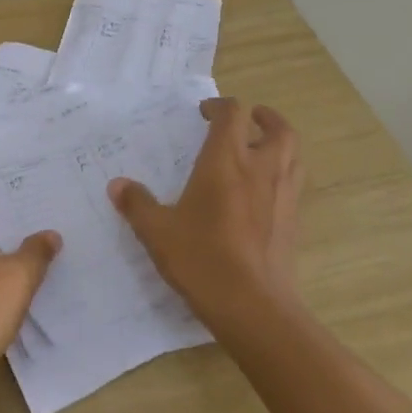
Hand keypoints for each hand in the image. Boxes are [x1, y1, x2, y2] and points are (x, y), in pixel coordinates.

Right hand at [108, 98, 303, 336]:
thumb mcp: (157, 232)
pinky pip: (294, 183)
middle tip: (248, 120)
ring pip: (293, 154)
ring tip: (259, 150)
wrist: (253, 306)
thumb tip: (117, 185)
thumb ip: (137, 204)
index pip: (232, 114)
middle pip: (278, 128)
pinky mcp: (293, 221)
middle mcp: (260, 169)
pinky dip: (282, 174)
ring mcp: (283, 195)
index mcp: (226, 162)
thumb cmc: (202, 259)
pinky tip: (262, 192)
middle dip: (264, 117)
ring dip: (278, 144)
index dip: (219, 106)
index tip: (203, 113)